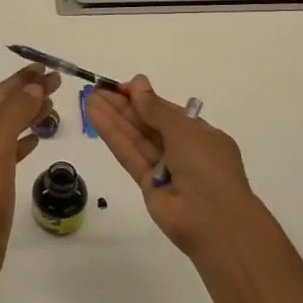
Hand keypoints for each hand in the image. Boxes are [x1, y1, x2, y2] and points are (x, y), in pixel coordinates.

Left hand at [0, 64, 60, 289]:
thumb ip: (15, 113)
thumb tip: (32, 86)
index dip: (22, 80)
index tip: (46, 68)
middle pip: (1, 108)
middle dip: (27, 94)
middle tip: (56, 82)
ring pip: (5, 128)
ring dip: (27, 115)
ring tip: (51, 105)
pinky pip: (7, 150)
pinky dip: (22, 140)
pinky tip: (37, 138)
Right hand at [85, 75, 269, 255]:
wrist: (212, 220)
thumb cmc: (207, 166)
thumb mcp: (184, 130)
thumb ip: (155, 109)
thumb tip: (137, 83)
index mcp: (202, 136)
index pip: (169, 113)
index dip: (146, 99)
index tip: (123, 87)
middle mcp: (183, 151)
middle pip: (149, 124)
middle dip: (124, 106)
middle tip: (98, 90)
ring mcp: (164, 169)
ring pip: (136, 138)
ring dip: (114, 118)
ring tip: (89, 99)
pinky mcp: (146, 184)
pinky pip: (129, 155)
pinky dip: (112, 136)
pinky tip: (94, 117)